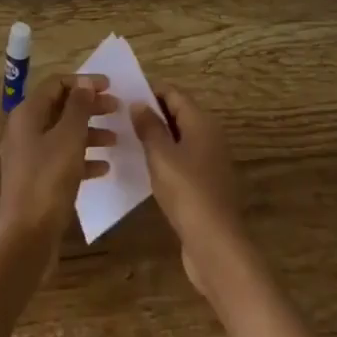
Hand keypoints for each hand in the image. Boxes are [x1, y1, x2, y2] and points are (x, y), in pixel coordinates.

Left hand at [0, 75, 117, 266]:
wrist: (27, 237)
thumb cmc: (48, 180)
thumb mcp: (69, 138)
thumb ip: (78, 107)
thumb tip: (85, 82)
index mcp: (27, 114)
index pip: (56, 84)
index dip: (84, 82)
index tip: (111, 86)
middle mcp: (24, 130)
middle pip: (60, 107)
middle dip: (89, 106)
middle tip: (117, 109)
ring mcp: (29, 156)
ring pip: (63, 134)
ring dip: (89, 133)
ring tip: (116, 139)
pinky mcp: (36, 179)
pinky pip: (62, 158)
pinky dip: (82, 158)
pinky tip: (104, 168)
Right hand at [131, 87, 249, 298]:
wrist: (216, 244)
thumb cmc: (187, 192)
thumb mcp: (161, 156)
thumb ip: (149, 127)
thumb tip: (139, 103)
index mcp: (201, 123)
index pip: (174, 94)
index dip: (150, 92)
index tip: (123, 97)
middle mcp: (210, 136)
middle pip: (178, 114)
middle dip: (152, 114)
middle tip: (120, 118)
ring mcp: (210, 161)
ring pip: (180, 138)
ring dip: (157, 137)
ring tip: (127, 141)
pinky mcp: (206, 184)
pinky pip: (182, 160)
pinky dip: (165, 158)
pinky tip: (145, 169)